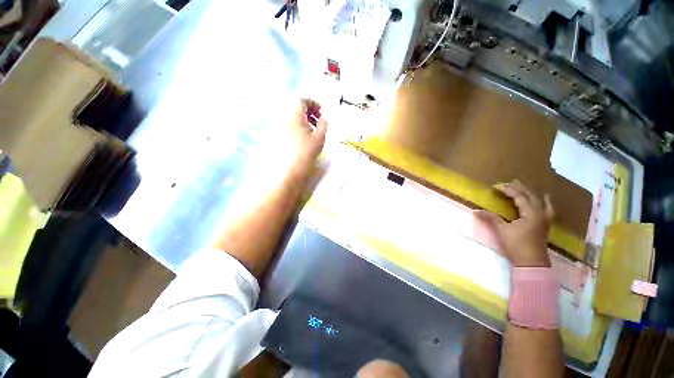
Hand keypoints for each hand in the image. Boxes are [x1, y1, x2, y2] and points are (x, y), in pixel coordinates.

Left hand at [271, 98, 327, 177]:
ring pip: (291, 117)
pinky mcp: (276, 136)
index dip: (313, 103)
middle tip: (317, 121)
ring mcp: (278, 127)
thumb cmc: (306, 151)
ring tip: (312, 131)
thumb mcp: (320, 137)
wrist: (289, 168)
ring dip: (303, 120)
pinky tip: (302, 138)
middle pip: (296, 108)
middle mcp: (284, 117)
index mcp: (295, 114)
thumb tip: (322, 119)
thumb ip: (323, 125)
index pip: (302, 100)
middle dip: (309, 112)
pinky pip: (287, 125)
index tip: (320, 111)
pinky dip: (296, 127)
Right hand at [476, 180, 554, 266]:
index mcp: (531, 213)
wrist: (532, 262)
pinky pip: (547, 207)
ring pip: (539, 200)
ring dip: (529, 192)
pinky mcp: (545, 223)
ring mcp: (545, 218)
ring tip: (522, 186)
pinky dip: (544, 201)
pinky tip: (545, 198)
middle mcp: (540, 213)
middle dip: (518, 187)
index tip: (495, 186)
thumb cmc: (517, 245)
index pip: (519, 196)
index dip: (507, 190)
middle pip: (530, 195)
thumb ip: (491, 218)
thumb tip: (476, 211)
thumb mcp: (502, 231)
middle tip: (507, 182)